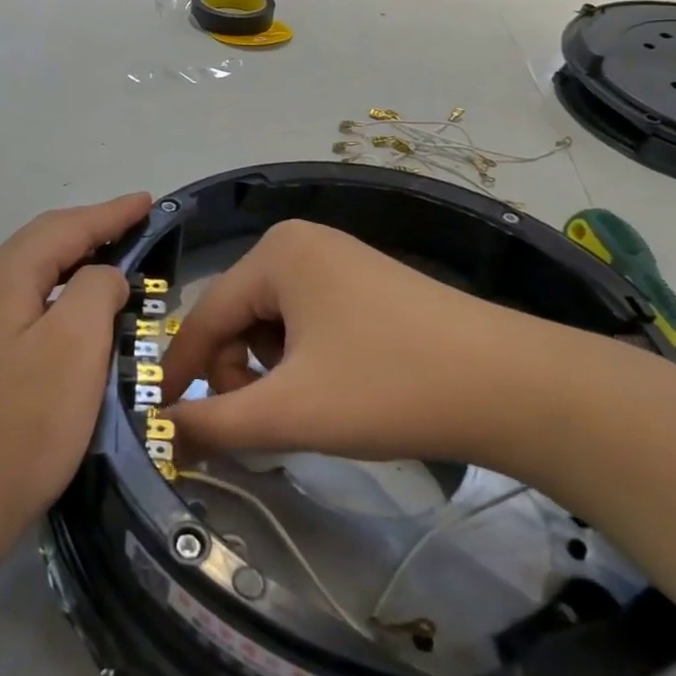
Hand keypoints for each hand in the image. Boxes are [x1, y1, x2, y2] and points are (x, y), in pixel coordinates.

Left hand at [0, 194, 150, 560]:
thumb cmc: (21, 422)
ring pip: (38, 276)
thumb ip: (96, 289)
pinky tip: (81, 317)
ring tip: (118, 267)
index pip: (67, 226)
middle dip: (94, 232)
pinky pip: (30, 307)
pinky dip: (63, 299)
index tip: (149, 201)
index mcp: (4, 273)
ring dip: (78, 266)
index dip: (112, 213)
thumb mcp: (75, 344)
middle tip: (139, 229)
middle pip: (47, 243)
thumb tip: (101, 276)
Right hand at [162, 219, 586, 473]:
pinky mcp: (365, 286)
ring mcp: (336, 260)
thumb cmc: (389, 387)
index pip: (204, 317)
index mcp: (274, 253)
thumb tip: (160, 432)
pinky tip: (332, 390)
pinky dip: (302, 362)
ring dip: (270, 373)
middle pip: (236, 318)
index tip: (161, 422)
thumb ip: (213, 423)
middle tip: (262, 426)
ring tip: (304, 410)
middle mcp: (299, 244)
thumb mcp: (290, 411)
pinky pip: (306, 322)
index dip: (180, 373)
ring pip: (271, 324)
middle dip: (237, 376)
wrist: (515, 388)